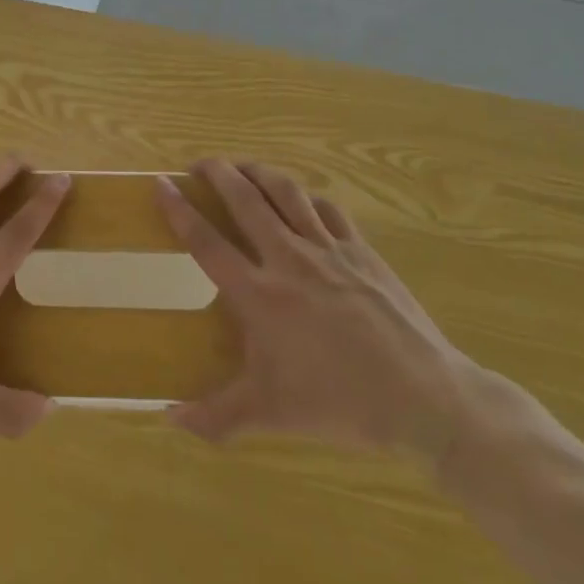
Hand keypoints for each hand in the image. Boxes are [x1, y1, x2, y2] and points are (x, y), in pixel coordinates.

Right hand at [155, 160, 479, 462]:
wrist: (423, 397)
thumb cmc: (339, 402)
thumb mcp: (269, 414)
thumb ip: (215, 417)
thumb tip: (170, 419)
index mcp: (259, 294)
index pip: (207, 241)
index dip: (179, 210)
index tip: (161, 184)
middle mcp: (288, 259)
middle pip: (245, 200)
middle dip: (217, 173)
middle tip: (199, 164)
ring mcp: (328, 249)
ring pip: (286, 192)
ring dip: (258, 172)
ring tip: (242, 167)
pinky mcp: (361, 250)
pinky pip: (326, 208)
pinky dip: (305, 196)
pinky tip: (299, 199)